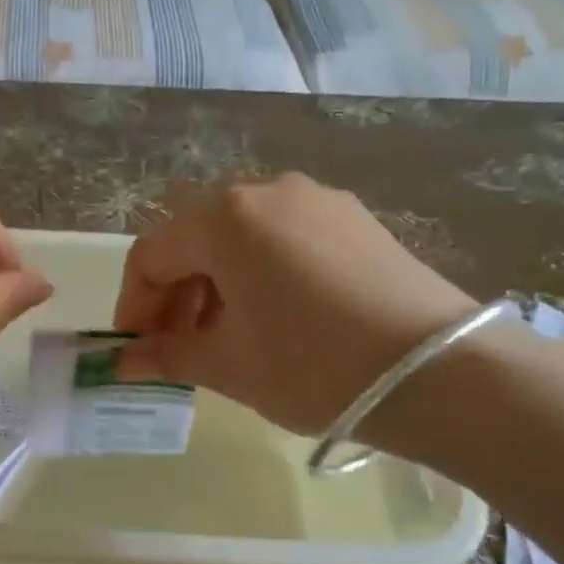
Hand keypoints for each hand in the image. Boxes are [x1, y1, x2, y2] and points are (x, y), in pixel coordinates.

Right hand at [113, 174, 477, 437]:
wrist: (440, 371)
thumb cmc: (313, 366)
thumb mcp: (229, 365)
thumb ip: (167, 355)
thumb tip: (123, 363)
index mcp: (225, 219)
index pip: (151, 255)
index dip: (134, 306)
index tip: (136, 351)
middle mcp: (266, 192)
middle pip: (196, 241)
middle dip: (175, 296)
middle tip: (177, 349)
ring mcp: (317, 200)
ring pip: (240, 239)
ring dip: (216, 285)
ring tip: (225, 338)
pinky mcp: (354, 219)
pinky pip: (284, 239)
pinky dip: (260, 274)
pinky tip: (275, 318)